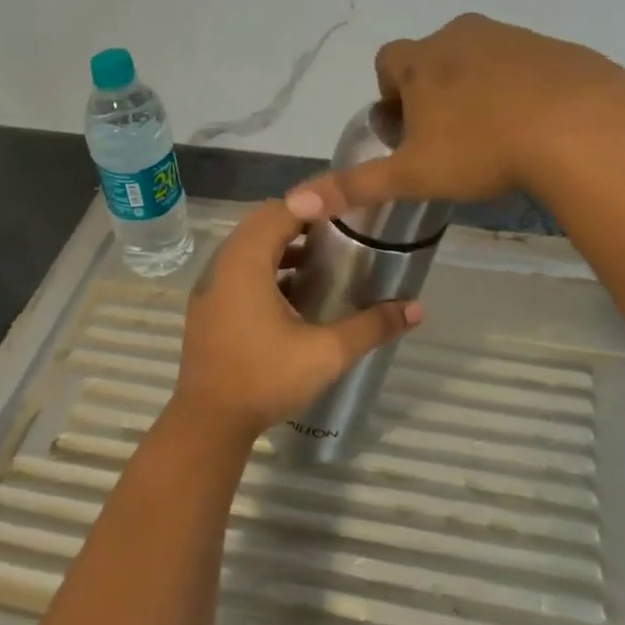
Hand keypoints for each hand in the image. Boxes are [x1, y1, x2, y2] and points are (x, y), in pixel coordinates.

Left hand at [169, 200, 422, 443]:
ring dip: (281, 245)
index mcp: (246, 262)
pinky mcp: (208, 307)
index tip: (348, 208)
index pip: (281, 210)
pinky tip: (294, 294)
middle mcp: (222, 264)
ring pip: (248, 247)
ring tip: (322, 259)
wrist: (209, 422)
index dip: (315, 203)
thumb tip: (417, 308)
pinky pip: (238, 270)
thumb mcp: (326, 353)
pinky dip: (266, 268)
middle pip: (262, 223)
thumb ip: (371, 326)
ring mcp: (210, 286)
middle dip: (300, 220)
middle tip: (339, 231)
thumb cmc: (265, 378)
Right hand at [283, 13, 624, 218]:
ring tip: (492, 135)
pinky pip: (523, 64)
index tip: (408, 129)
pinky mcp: (554, 48)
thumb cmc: (480, 149)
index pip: (388, 61)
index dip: (390, 93)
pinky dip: (519, 87)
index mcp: (422, 60)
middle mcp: (461, 35)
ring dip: (476, 87)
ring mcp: (511, 37)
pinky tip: (533, 125)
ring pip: (479, 58)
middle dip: (433, 90)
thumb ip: (353, 186)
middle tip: (449, 139)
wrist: (578, 126)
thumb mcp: (411, 175)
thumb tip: (293, 203)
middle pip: (433, 57)